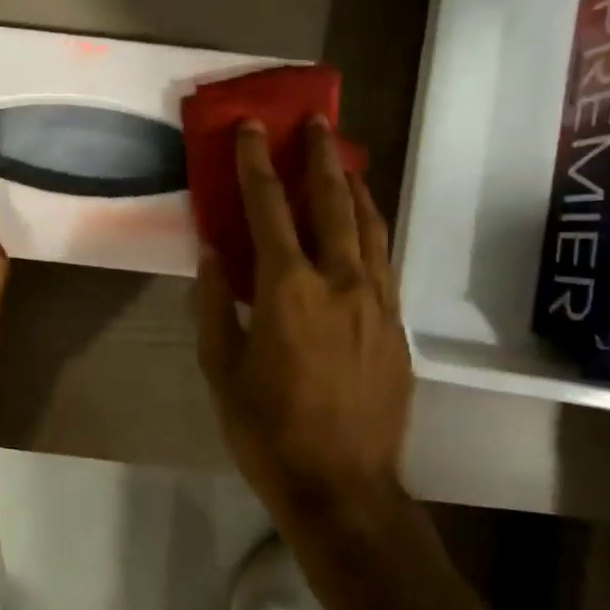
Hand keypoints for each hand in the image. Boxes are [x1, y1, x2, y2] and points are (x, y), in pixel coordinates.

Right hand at [195, 117, 413, 505]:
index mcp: (288, 290)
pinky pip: (385, 259)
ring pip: (370, 225)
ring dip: (355, 185)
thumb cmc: (269, 431)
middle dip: (321, 155)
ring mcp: (377, 301)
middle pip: (333, 201)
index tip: (252, 128)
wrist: (345, 487)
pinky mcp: (398, 324)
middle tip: (316, 121)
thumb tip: (211, 252)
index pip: (269, 208)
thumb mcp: (222, 370)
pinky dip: (372, 228)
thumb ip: (215, 304)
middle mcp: (340, 281)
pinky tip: (364, 224)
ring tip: (345, 158)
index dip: (256, 163)